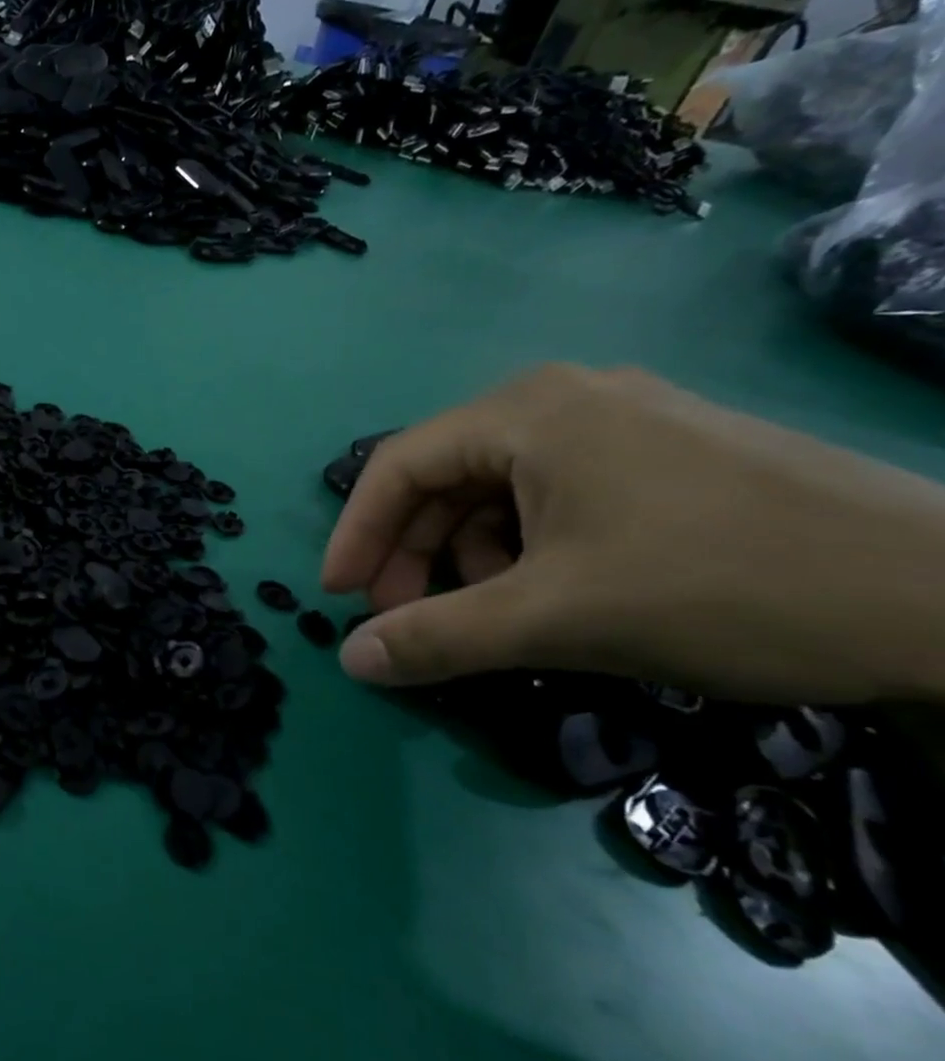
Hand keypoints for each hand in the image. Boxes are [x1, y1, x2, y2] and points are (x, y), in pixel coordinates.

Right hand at [321, 364, 944, 704]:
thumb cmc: (721, 588)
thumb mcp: (555, 619)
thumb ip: (437, 638)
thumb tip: (351, 661)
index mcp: (527, 412)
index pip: (398, 466)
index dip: (357, 535)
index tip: (338, 599)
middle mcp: (564, 399)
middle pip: (446, 477)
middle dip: (416, 553)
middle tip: (410, 619)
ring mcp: (622, 422)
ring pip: (499, 490)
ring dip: (470, 556)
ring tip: (492, 615)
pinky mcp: (665, 455)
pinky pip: (555, 494)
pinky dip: (526, 547)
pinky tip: (550, 593)